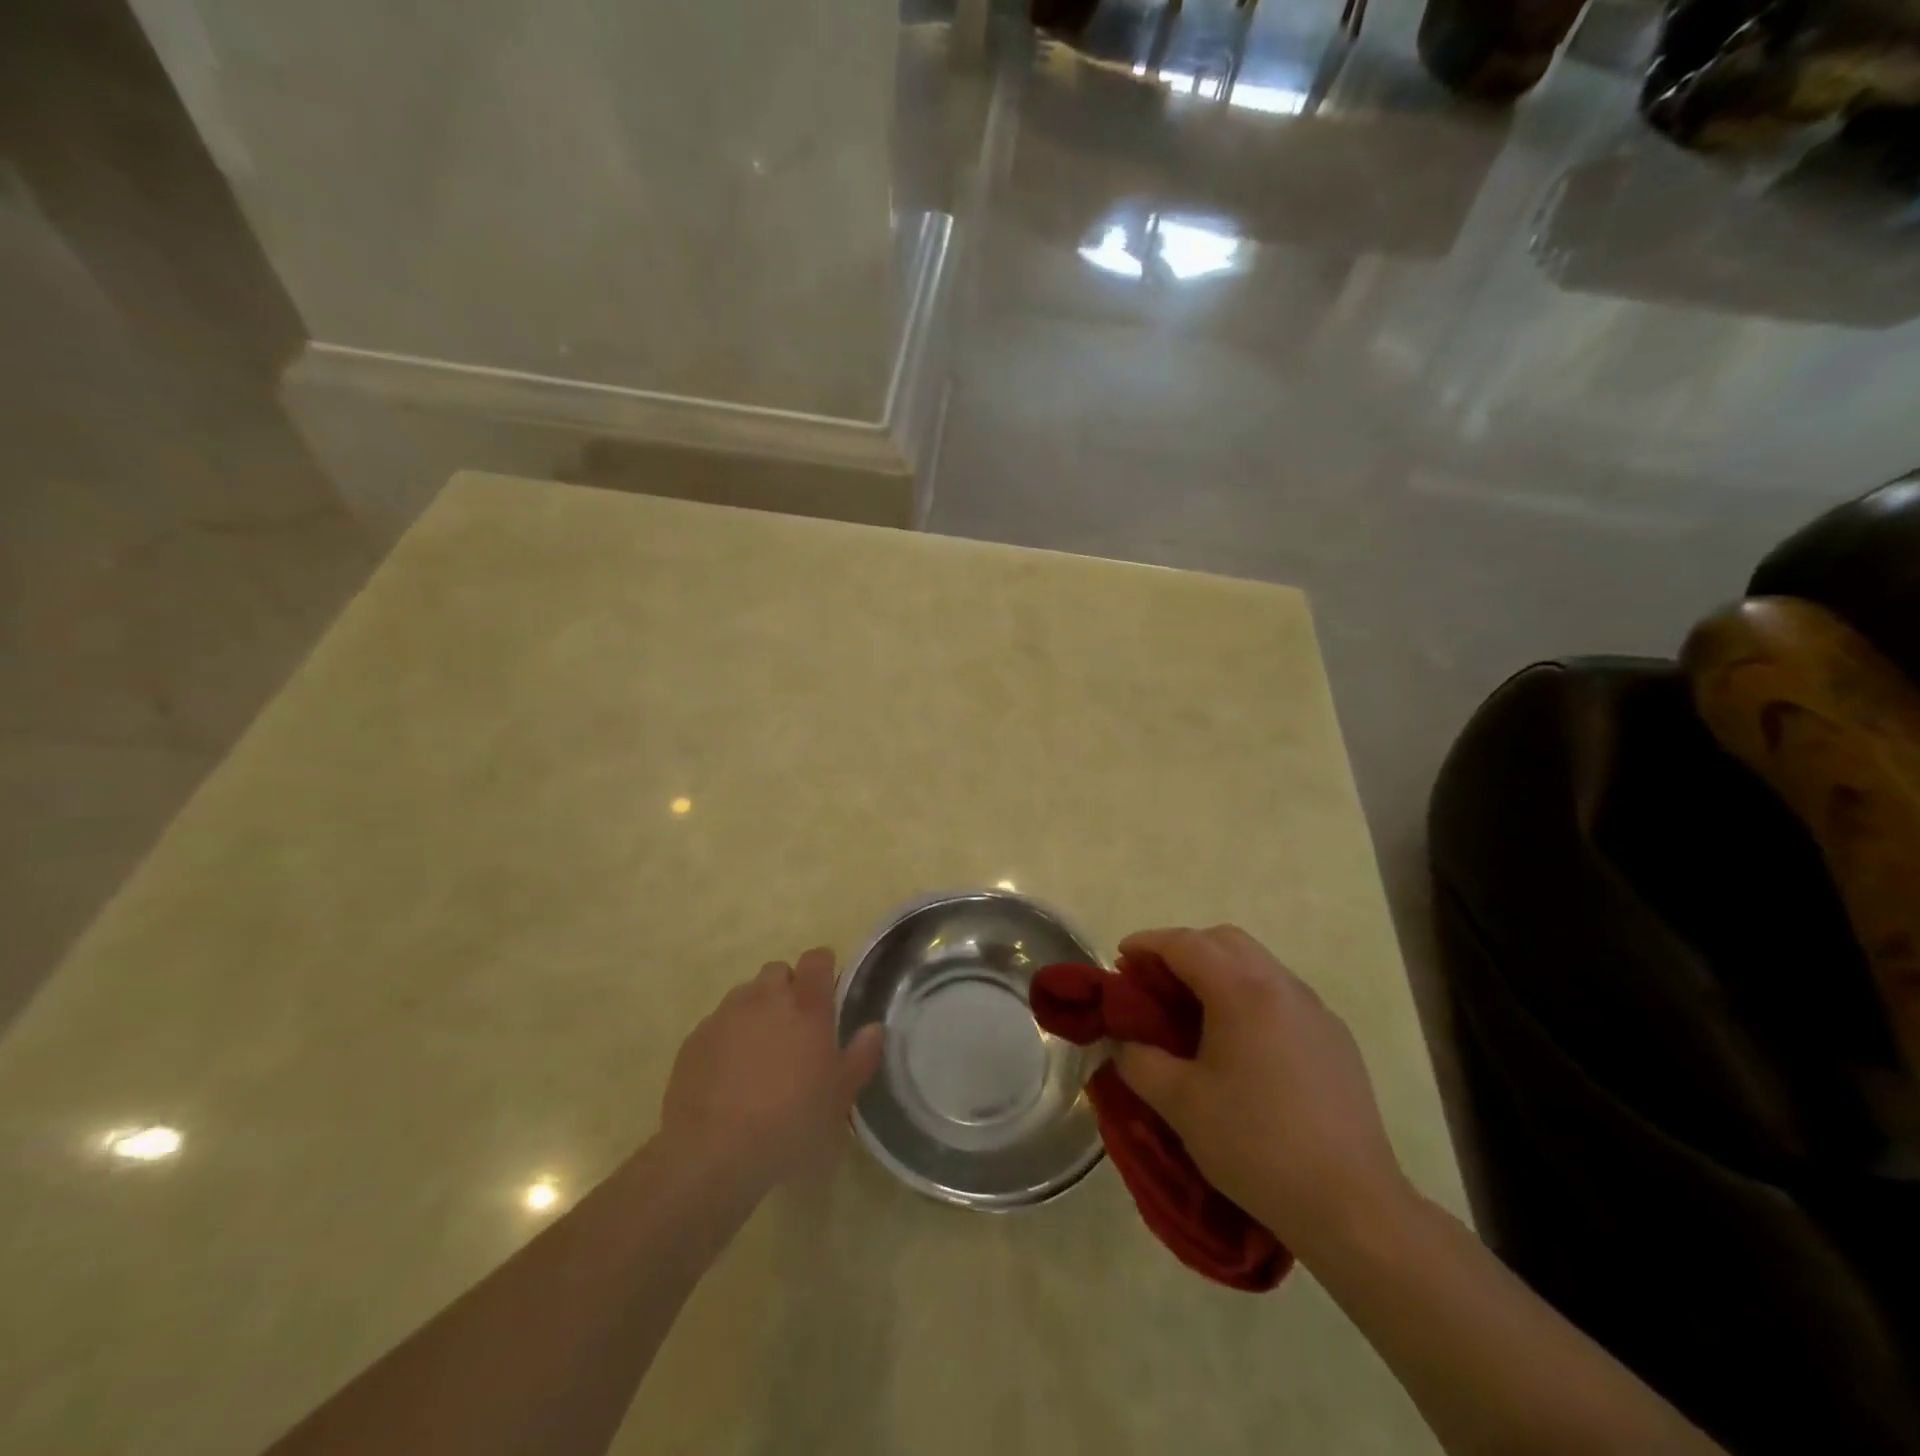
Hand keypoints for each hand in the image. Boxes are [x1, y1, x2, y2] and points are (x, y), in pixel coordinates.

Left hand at [660, 947, 882, 1192]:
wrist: (711, 1153)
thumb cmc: (789, 1123)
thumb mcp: (839, 1099)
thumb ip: (860, 1057)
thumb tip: (874, 1028)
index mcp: (806, 1006)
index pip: (817, 960)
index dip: (824, 967)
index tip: (828, 988)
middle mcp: (765, 998)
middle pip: (778, 971)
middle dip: (788, 988)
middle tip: (796, 1026)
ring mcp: (725, 1015)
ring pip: (746, 995)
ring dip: (757, 1010)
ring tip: (761, 1051)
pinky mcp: (695, 1039)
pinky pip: (718, 1023)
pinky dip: (728, 1036)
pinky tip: (730, 1073)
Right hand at [1112, 926, 1409, 1253]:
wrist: (1351, 1206)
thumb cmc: (1256, 1145)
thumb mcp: (1180, 1104)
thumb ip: (1137, 1061)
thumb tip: (1121, 1043)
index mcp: (1242, 990)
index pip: (1185, 944)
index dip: (1146, 945)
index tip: (1120, 961)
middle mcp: (1282, 985)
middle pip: (1225, 940)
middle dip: (1184, 949)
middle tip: (1154, 982)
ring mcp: (1315, 1010)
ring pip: (1258, 964)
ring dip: (1219, 970)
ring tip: (1193, 1011)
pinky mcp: (1336, 1038)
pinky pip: (1282, 995)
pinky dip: (1250, 995)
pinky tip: (1241, 1042)